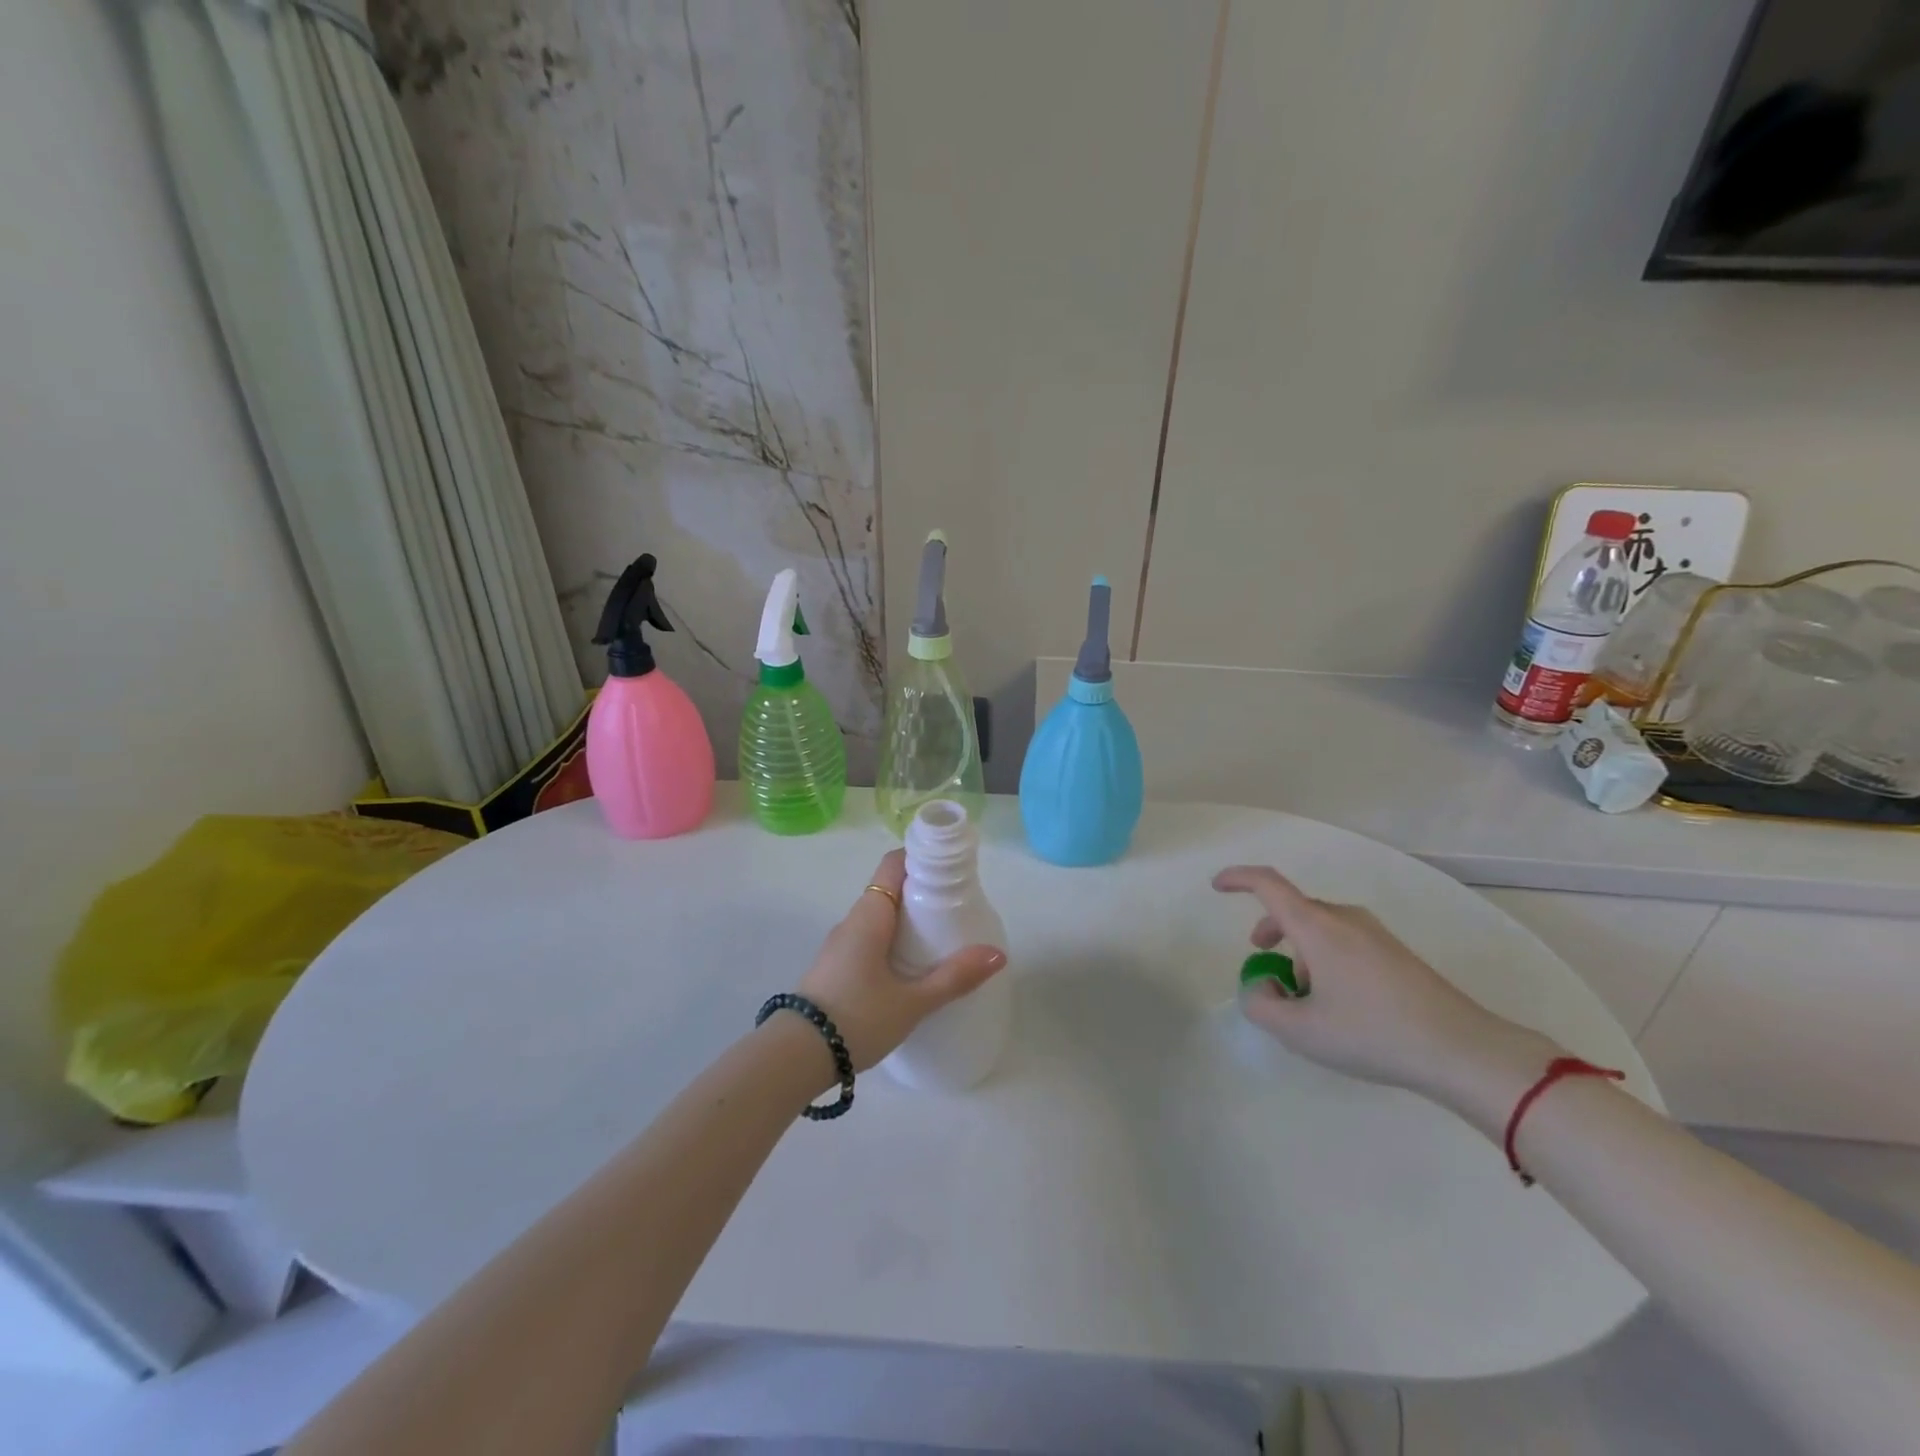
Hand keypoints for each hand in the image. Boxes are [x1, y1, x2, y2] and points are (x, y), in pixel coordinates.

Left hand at [796, 850, 1005, 1070]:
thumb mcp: (912, 1001)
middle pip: (890, 889)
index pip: (893, 864)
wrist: (794, 1057)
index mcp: (869, 914)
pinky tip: (909, 968)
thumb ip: (954, 977)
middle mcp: (852, 921)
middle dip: (922, 893)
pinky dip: (891, 941)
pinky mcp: (834, 968)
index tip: (951, 868)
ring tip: (940, 939)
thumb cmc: (856, 1018)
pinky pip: (868, 940)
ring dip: (907, 920)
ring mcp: (839, 945)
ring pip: (878, 917)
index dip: (922, 857)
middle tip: (957, 908)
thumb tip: (998, 954)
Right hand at [1212, 865, 1553, 1108]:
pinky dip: (1326, 960)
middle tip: (1264, 964)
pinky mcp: (1396, 954)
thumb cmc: (1372, 1034)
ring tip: (1307, 1001)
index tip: (1217, 886)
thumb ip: (1261, 1005)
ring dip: (1300, 952)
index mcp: (1317, 927)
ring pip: (1320, 929)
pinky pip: (1345, 942)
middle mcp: (1344, 919)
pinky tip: (1340, 1007)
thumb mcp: (1300, 1031)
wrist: (1463, 1050)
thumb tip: (1262, 985)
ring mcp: (1375, 934)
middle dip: (1270, 931)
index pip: (1268, 884)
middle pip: (1294, 910)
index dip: (1238, 879)